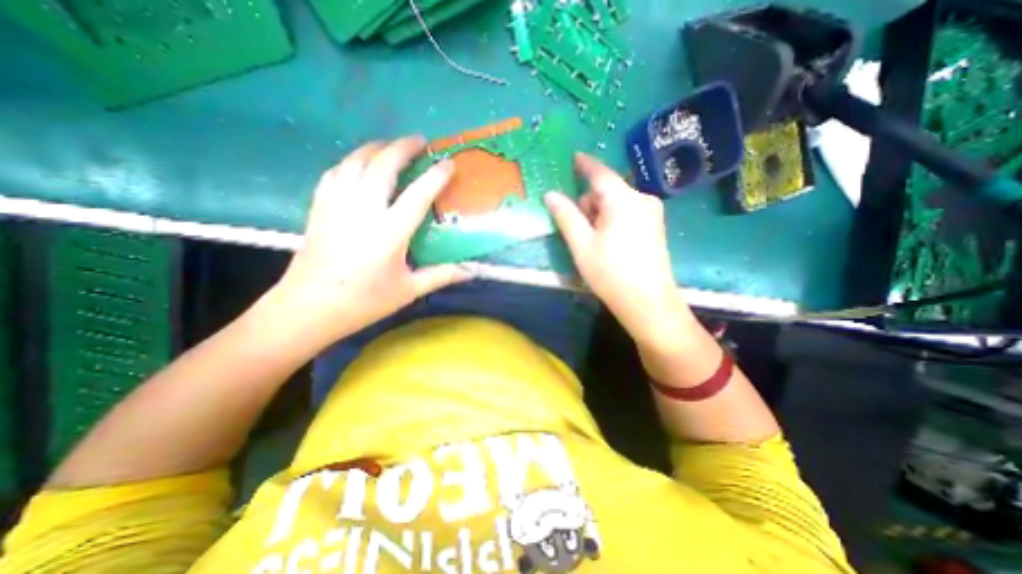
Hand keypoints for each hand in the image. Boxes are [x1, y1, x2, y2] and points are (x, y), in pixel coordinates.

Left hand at [262, 137, 470, 349]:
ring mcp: (337, 206)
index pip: (417, 195)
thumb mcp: (408, 291)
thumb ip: (441, 276)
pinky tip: (359, 163)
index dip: (436, 176)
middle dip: (403, 147)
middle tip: (420, 141)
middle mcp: (362, 211)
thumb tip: (471, 271)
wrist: (309, 308)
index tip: (449, 163)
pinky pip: (335, 172)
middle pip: (382, 165)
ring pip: (355, 162)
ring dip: (376, 148)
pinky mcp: (319, 208)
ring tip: (391, 145)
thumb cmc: (363, 302)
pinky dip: (351, 161)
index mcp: (389, 233)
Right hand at [546, 153, 697, 347]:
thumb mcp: (582, 245)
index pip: (600, 173)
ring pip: (617, 202)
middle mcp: (642, 199)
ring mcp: (652, 213)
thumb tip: (551, 195)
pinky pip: (628, 212)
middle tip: (578, 228)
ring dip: (600, 213)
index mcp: (623, 200)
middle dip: (589, 202)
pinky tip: (608, 242)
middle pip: (608, 190)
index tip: (574, 157)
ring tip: (592, 241)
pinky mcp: (655, 226)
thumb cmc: (611, 273)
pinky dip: (612, 219)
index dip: (585, 164)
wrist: (648, 303)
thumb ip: (566, 216)